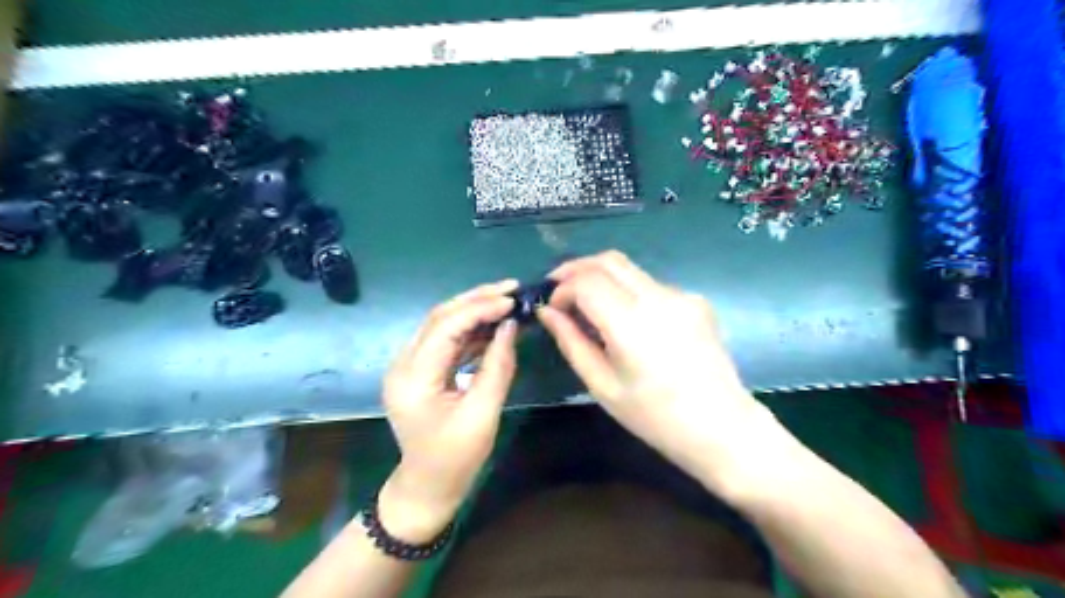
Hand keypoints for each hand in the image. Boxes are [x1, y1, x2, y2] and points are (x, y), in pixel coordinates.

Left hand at [379, 277, 519, 541]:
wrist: (427, 486)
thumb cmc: (455, 458)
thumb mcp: (483, 414)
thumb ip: (497, 367)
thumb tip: (510, 327)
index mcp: (414, 378)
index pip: (445, 328)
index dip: (479, 309)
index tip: (511, 300)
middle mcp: (404, 364)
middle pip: (439, 317)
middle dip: (476, 299)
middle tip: (510, 288)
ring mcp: (409, 366)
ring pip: (442, 324)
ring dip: (474, 310)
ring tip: (506, 301)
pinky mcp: (419, 370)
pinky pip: (445, 340)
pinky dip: (470, 330)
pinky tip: (493, 325)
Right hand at [542, 252, 778, 490]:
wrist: (721, 427)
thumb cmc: (654, 417)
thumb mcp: (602, 384)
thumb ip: (571, 341)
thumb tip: (548, 311)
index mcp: (631, 322)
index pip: (586, 281)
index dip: (562, 288)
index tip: (552, 308)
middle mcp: (658, 297)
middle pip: (608, 260)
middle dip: (577, 268)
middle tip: (559, 289)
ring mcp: (681, 295)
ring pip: (630, 270)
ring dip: (603, 279)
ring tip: (589, 306)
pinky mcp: (695, 301)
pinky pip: (651, 286)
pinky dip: (629, 293)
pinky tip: (629, 322)